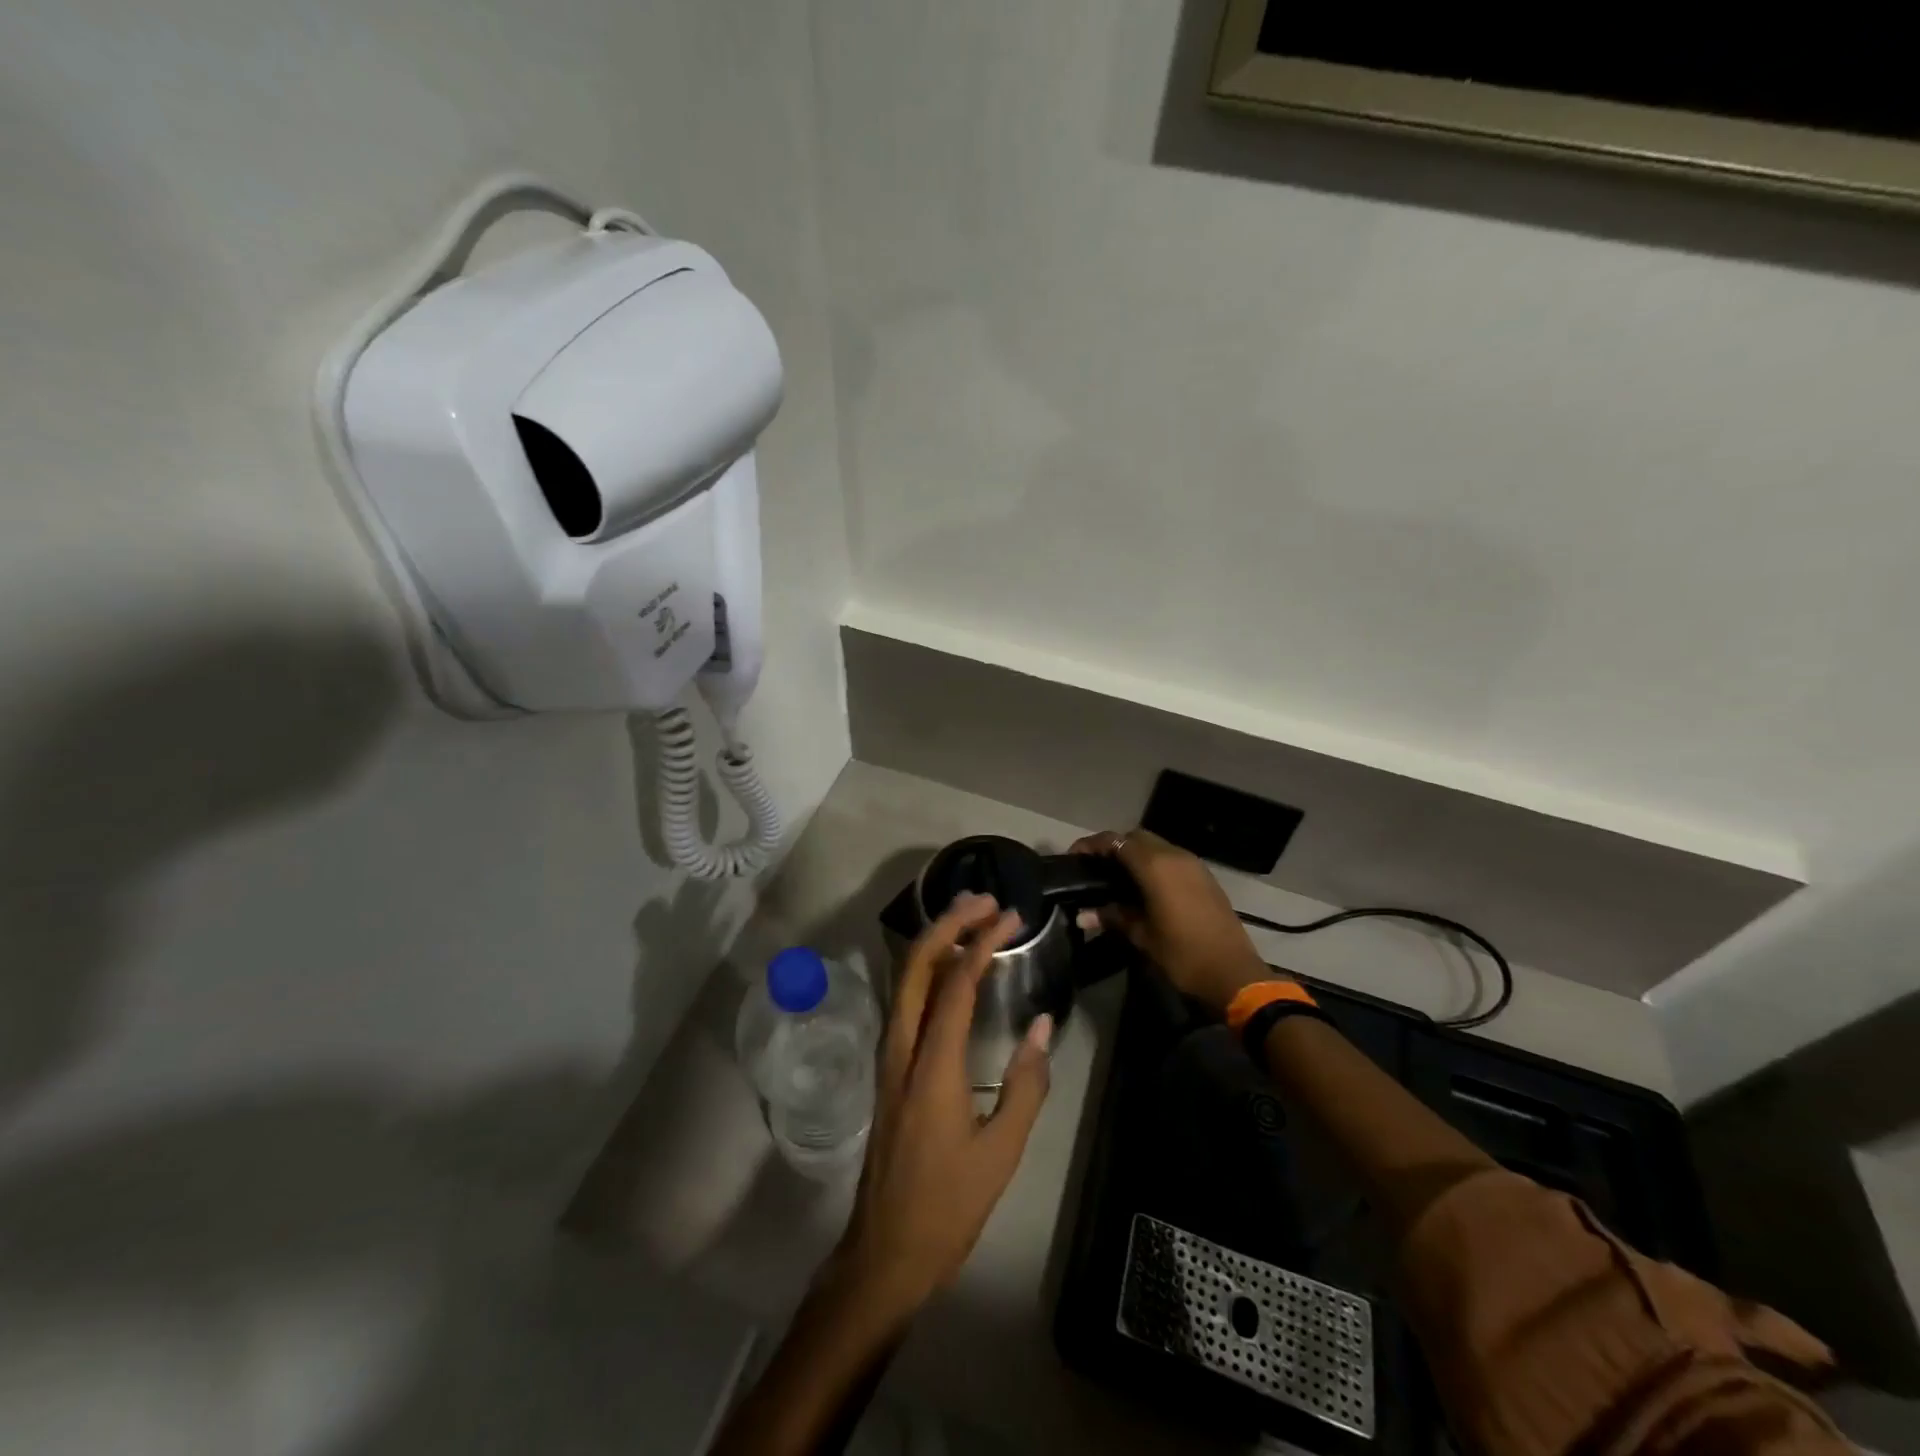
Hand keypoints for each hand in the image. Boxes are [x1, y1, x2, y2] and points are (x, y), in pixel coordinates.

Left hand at [832, 894, 1052, 1321]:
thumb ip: (1027, 1084)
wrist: (885, 1251)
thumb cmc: (948, 1205)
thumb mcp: (1002, 1152)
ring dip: (934, 942)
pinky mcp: (887, 1068)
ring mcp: (887, 1057)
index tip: (1009, 917)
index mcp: (931, 1066)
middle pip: (915, 966)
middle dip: (947, 924)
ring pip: (904, 980)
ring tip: (970, 919)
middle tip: (984, 901)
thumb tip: (1042, 1025)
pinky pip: (904, 1001)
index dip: (981, 943)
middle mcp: (900, 1049)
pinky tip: (951, 970)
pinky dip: (927, 970)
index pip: (954, 984)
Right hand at [1071, 828, 1275, 1014]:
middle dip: (1113, 847)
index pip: (1115, 841)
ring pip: (1157, 846)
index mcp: (1155, 866)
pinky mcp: (1205, 877)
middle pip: (1136, 837)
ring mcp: (1194, 865)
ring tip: (1116, 878)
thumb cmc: (1183, 954)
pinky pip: (1172, 859)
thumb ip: (1112, 916)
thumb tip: (1082, 914)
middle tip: (1095, 868)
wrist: (1234, 974)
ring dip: (1135, 855)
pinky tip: (1144, 888)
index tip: (1074, 859)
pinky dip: (1154, 864)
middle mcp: (1175, 856)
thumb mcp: (1141, 936)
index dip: (1091, 845)